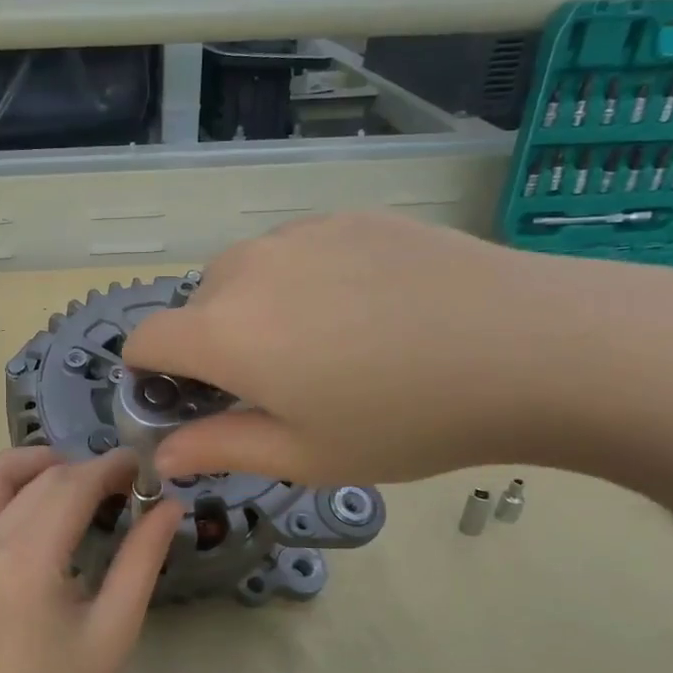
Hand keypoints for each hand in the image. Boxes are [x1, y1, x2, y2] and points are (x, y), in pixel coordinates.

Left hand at [0, 447, 181, 672]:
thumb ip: (142, 560)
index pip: (73, 486)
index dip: (111, 469)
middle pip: (38, 477)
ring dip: (30, 463)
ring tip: (69, 480)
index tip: (142, 468)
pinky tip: (14, 503)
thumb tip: (168, 506)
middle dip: (83, 468)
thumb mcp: (115, 630)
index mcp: (29, 558)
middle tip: (121, 484)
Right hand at [123, 211, 672, 484]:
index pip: (143, 341)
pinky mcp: (347, 217)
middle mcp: (245, 268)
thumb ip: (218, 449)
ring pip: (244, 276)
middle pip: (193, 309)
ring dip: (254, 312)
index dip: (150, 377)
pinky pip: (294, 252)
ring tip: (327, 347)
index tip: (188, 404)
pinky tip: (366, 311)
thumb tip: (163, 455)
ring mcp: (298, 234)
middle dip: (209, 349)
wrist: (529, 347)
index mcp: (221, 330)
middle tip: (274, 388)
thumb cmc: (404, 419)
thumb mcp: (303, 455)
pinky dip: (300, 282)